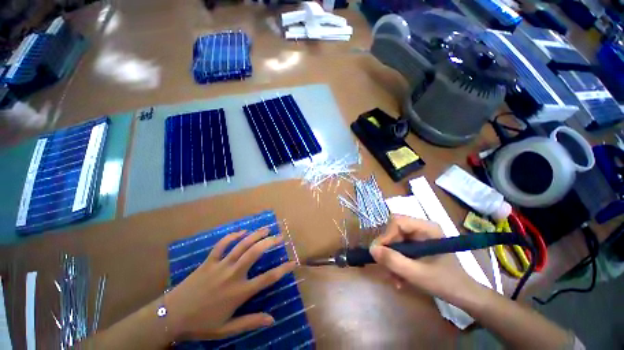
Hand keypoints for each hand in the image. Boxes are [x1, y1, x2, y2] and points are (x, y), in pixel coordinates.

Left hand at [166, 228, 295, 340]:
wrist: (171, 316)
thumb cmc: (201, 324)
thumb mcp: (226, 329)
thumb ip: (250, 322)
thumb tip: (273, 319)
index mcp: (239, 292)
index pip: (267, 279)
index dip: (283, 269)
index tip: (293, 262)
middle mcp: (233, 275)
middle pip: (255, 253)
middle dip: (270, 242)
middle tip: (279, 236)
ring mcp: (220, 265)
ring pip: (241, 245)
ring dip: (255, 235)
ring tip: (266, 229)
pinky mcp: (209, 261)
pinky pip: (222, 244)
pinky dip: (232, 236)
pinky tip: (241, 232)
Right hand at [369, 215, 481, 301]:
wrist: (464, 295)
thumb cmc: (445, 283)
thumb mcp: (417, 274)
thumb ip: (393, 261)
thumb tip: (372, 249)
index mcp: (426, 228)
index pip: (397, 222)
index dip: (386, 236)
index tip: (381, 254)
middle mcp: (421, 227)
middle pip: (393, 231)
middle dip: (388, 251)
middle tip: (386, 268)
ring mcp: (418, 236)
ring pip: (394, 240)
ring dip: (391, 259)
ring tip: (395, 278)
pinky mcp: (416, 244)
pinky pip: (399, 248)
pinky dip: (396, 262)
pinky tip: (400, 277)